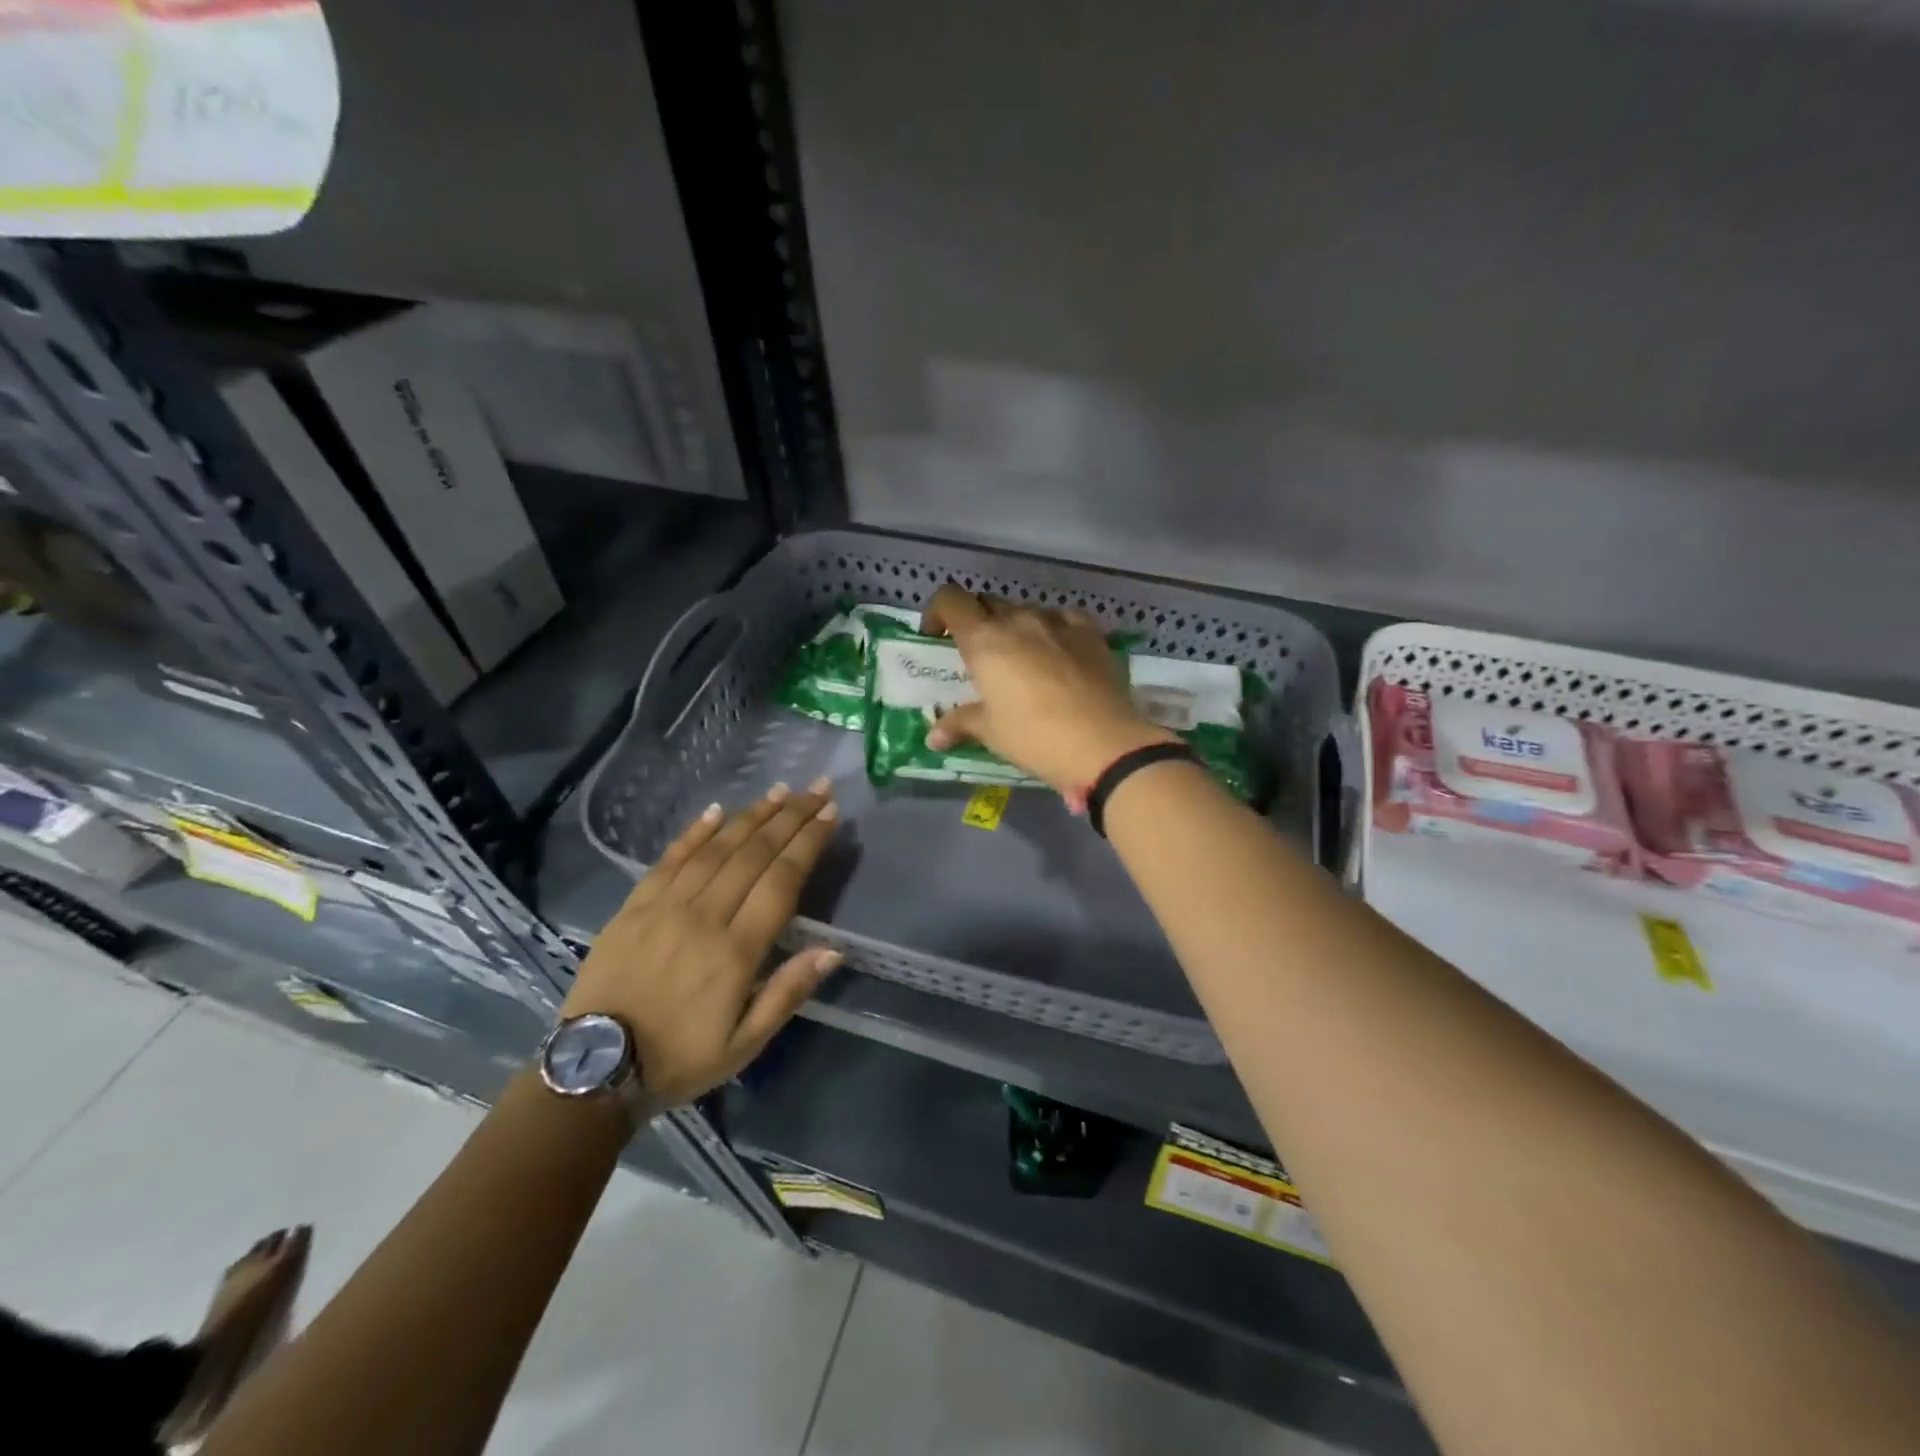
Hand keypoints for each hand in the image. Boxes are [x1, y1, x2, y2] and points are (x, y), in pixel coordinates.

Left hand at [561, 781, 841, 1106]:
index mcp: (736, 951)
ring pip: (716, 849)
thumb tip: (833, 950)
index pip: (781, 881)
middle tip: (816, 788)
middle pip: (754, 854)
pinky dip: (695, 832)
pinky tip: (717, 811)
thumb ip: (788, 993)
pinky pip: (670, 859)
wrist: (594, 1071)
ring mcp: (664, 907)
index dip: (808, 842)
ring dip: (752, 816)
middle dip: (790, 817)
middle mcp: (704, 917)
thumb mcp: (744, 1045)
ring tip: (781, 791)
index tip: (830, 813)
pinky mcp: (634, 907)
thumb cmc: (680, 1059)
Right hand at [920, 583, 1175, 793]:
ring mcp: (1058, 622)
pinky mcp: (1091, 632)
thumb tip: (934, 736)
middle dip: (977, 622)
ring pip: (1026, 611)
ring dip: (1015, 627)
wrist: (1103, 744)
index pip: (951, 600)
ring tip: (1021, 659)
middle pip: (988, 603)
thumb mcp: (991, 732)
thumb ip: (961, 723)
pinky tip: (1058, 652)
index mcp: (985, 640)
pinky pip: (1064, 619)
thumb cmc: (1034, 737)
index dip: (938, 612)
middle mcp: (1019, 620)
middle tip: (978, 655)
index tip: (936, 636)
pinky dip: (1053, 629)